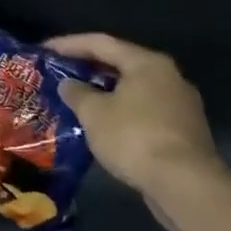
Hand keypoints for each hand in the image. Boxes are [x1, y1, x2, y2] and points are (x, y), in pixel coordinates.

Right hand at [46, 32, 228, 227]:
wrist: (186, 186)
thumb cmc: (134, 138)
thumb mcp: (93, 113)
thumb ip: (77, 93)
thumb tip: (69, 84)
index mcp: (147, 63)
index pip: (101, 43)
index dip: (69, 44)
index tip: (44, 50)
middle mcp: (169, 77)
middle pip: (121, 64)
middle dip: (88, 68)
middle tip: (60, 73)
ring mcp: (181, 105)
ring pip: (134, 90)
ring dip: (105, 93)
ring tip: (78, 100)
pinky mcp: (185, 131)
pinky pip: (145, 111)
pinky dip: (121, 112)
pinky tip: (103, 125)